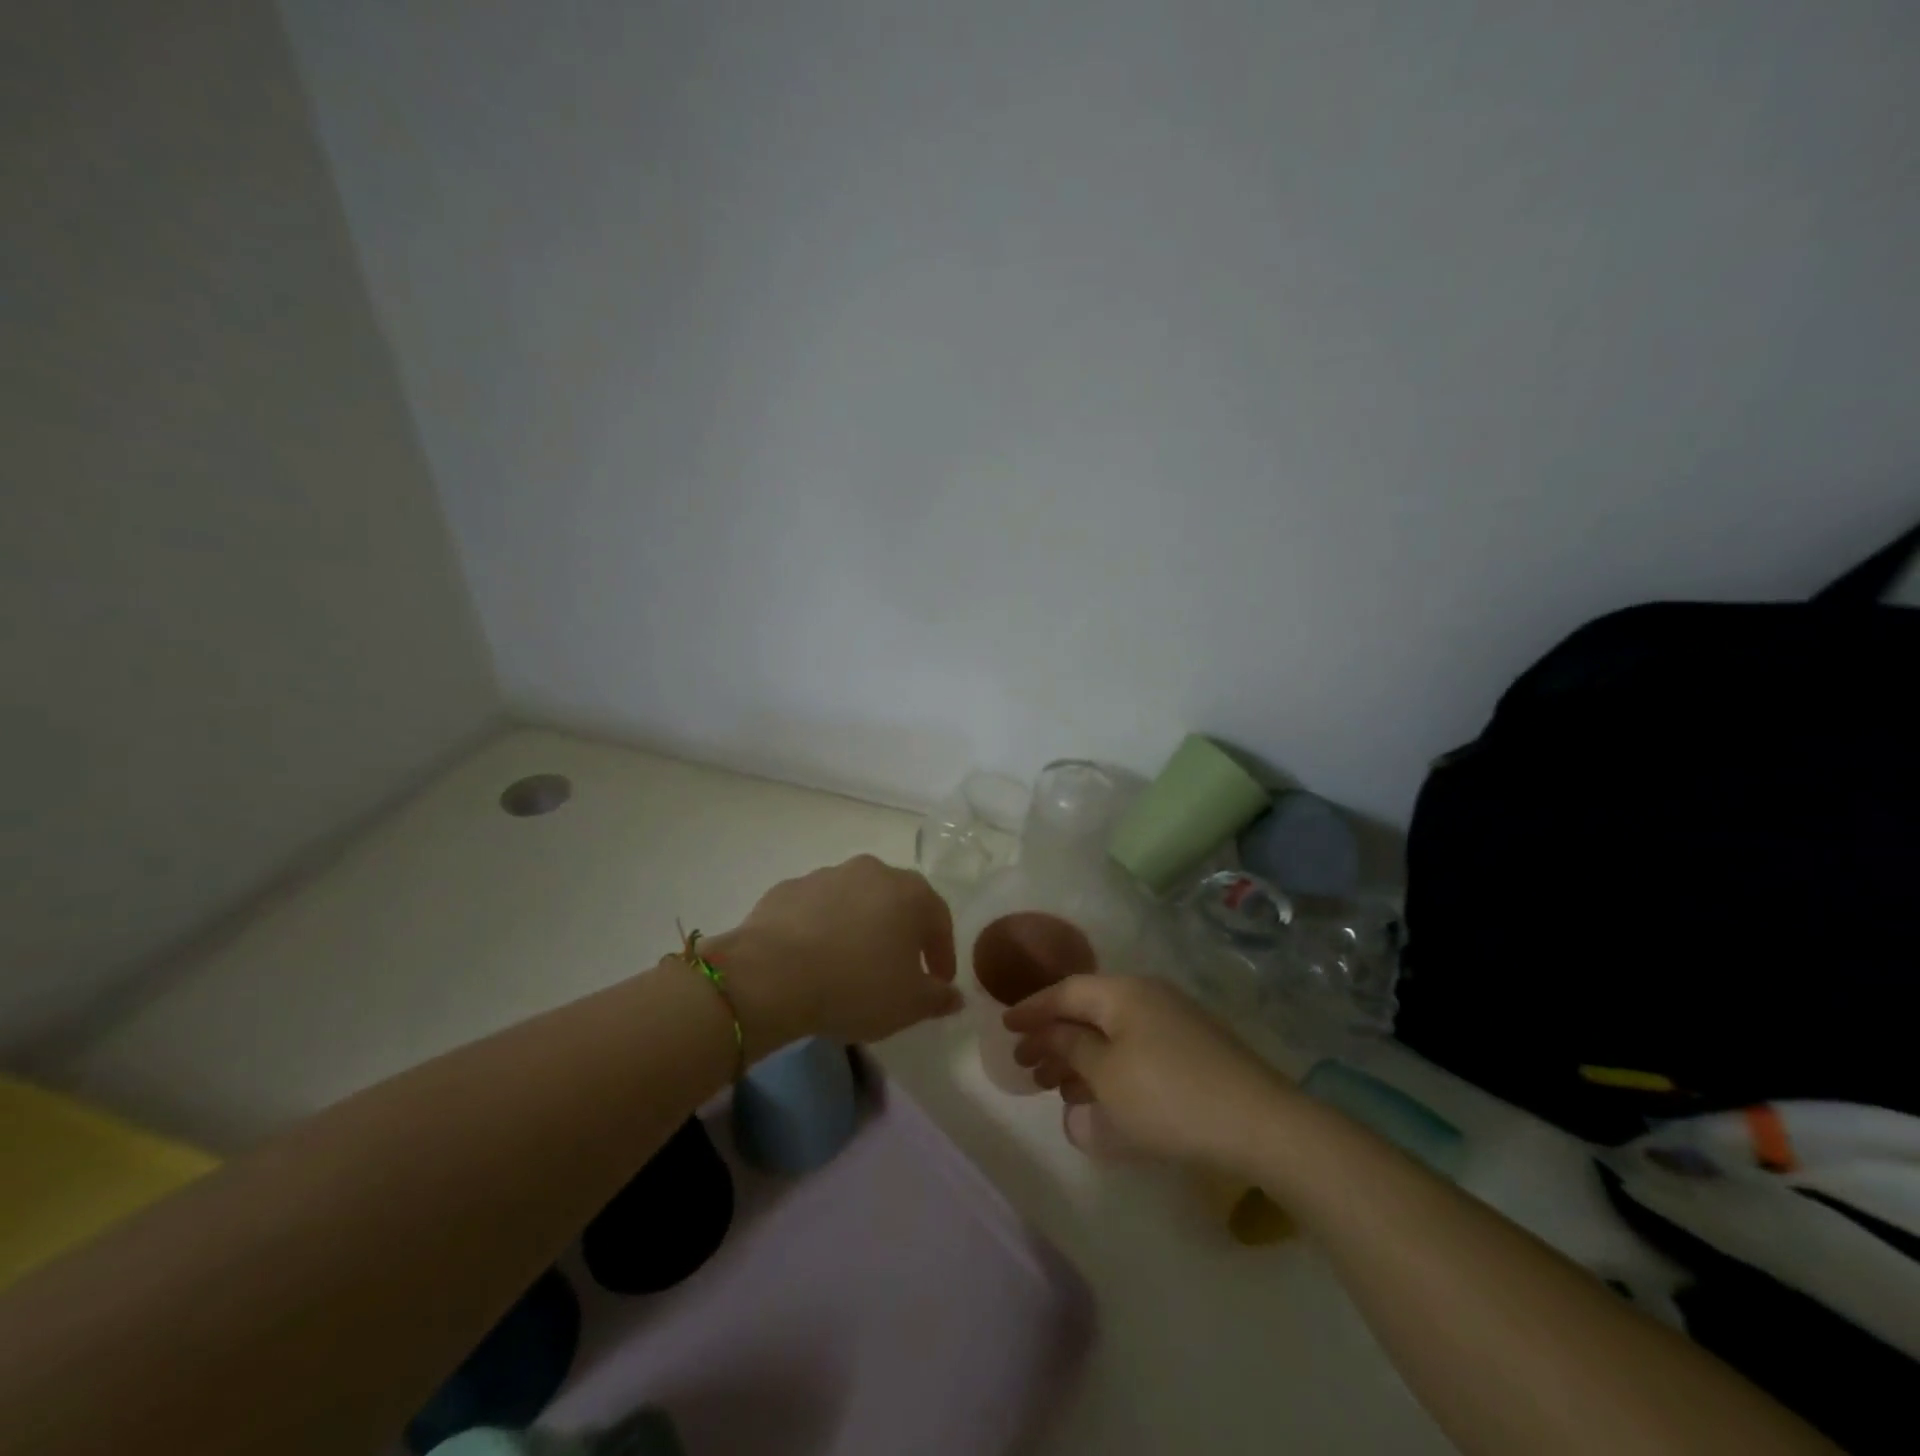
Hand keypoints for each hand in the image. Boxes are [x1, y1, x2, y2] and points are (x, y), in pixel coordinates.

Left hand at [705, 856, 963, 1055]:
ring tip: (849, 966)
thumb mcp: (909, 1005)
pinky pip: (816, 909)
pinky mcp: (787, 888)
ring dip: (859, 928)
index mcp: (910, 892)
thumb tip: (954, 995)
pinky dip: (821, 929)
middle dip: (901, 934)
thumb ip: (938, 998)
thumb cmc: (856, 986)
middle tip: (897, 970)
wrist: (772, 975)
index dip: (942, 953)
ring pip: (854, 901)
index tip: (937, 981)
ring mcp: (826, 875)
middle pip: (896, 902)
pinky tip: (812, 959)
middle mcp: (872, 872)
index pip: (939, 919)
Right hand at [1004, 975, 1293, 1171]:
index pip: (1066, 992)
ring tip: (1055, 1087)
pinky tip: (1099, 1095)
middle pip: (1088, 1011)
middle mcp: (1148, 995)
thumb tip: (1052, 1033)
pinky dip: (1109, 1067)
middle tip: (1027, 1066)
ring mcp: (1174, 1020)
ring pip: (1112, 1032)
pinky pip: (1135, 1048)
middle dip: (1054, 1038)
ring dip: (1080, 1056)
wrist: (1260, 1123)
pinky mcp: (1193, 1049)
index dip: (1032, 1009)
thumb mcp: (1106, 1077)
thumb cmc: (1169, 1098)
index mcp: (1123, 992)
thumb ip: (1071, 1049)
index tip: (1005, 1027)